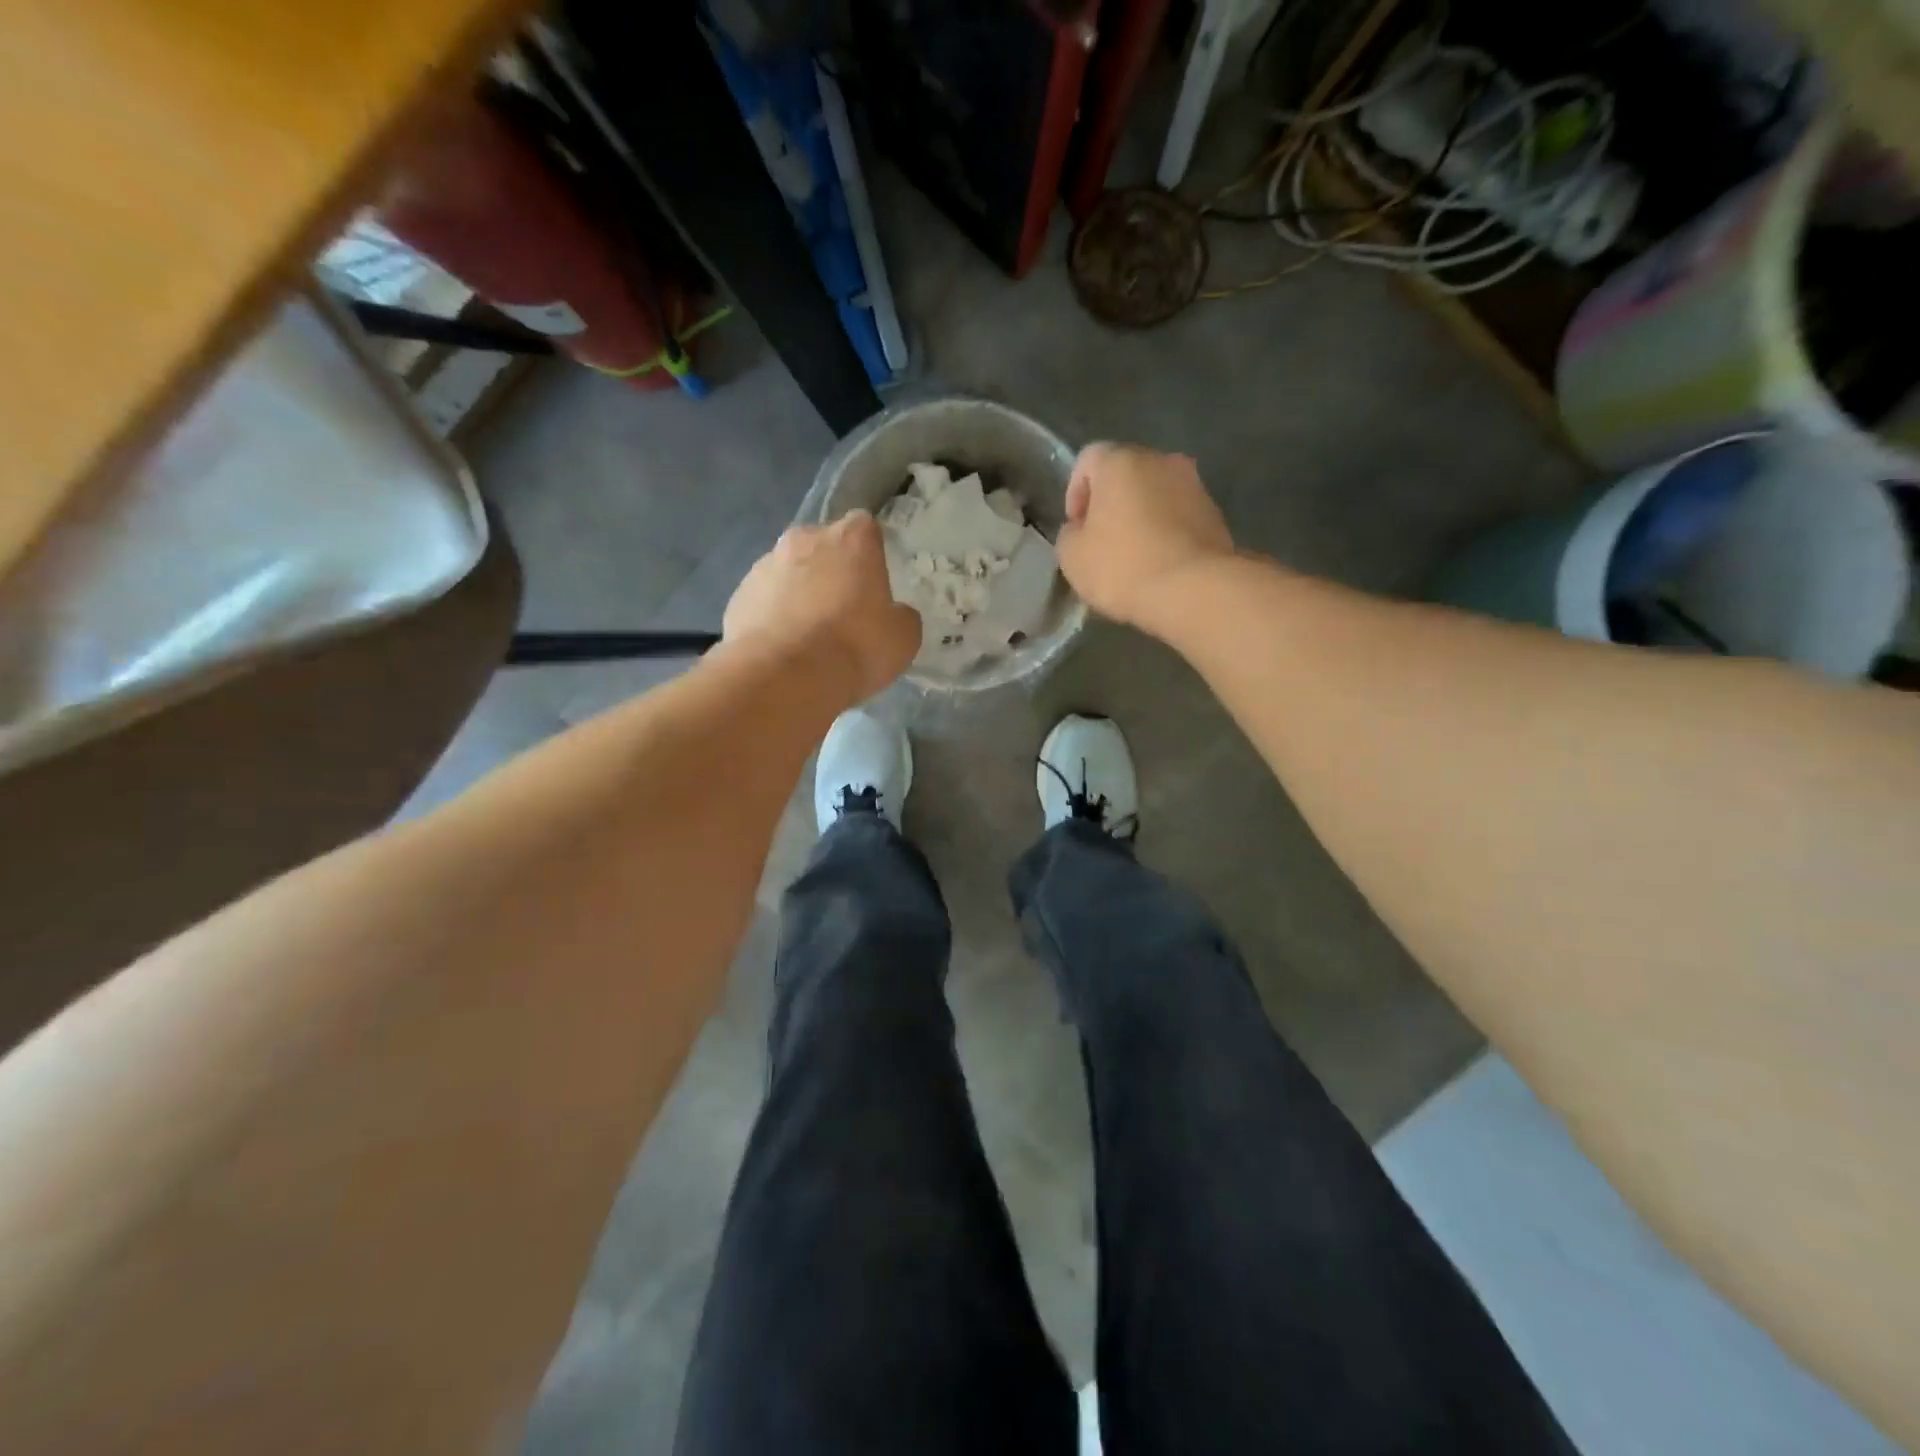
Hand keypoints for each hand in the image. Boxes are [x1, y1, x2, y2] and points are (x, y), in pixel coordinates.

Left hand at [724, 511, 920, 700]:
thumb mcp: (903, 637)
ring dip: (799, 594)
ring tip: (808, 638)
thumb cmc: (856, 646)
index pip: (864, 528)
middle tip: (841, 612)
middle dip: (830, 571)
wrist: (785, 676)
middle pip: (822, 547)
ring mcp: (765, 565)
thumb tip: (892, 614)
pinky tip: (783, 650)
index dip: (869, 555)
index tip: (872, 584)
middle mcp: (804, 539)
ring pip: (789, 572)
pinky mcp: (739, 596)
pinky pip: (764, 601)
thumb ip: (900, 616)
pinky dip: (773, 618)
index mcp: (851, 538)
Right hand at [1056, 444, 1234, 629]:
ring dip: (1142, 516)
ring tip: (1134, 555)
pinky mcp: (1215, 514)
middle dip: (1111, 502)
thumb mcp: (1072, 556)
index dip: (1075, 491)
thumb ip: (1070, 534)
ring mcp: (1194, 485)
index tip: (1076, 526)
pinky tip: (1160, 563)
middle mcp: (1161, 461)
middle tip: (1102, 540)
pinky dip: (1166, 531)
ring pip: (1156, 494)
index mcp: (1121, 461)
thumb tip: (1081, 530)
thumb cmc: (1123, 566)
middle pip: (1126, 473)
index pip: (1088, 459)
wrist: (1193, 590)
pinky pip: (1179, 515)